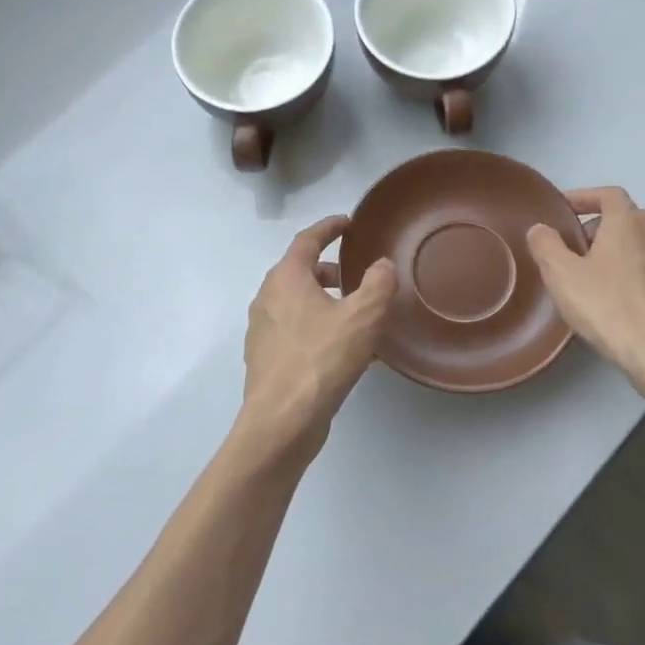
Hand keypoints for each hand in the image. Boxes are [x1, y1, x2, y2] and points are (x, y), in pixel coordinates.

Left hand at [241, 215, 395, 446]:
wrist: (282, 421)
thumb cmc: (321, 359)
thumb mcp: (363, 317)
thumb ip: (378, 284)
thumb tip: (382, 265)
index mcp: (285, 279)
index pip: (307, 240)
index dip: (329, 227)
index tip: (348, 223)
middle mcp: (267, 299)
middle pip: (298, 272)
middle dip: (327, 270)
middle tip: (355, 276)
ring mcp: (262, 331)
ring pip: (296, 304)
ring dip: (323, 302)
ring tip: (354, 317)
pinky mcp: (265, 360)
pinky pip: (295, 331)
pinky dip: (317, 328)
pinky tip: (342, 351)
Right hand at [526, 188, 644, 393]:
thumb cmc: (609, 306)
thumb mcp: (562, 274)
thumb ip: (546, 245)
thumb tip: (541, 229)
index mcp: (627, 223)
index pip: (608, 194)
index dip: (584, 197)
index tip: (563, 210)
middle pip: (625, 218)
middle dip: (597, 226)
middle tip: (572, 247)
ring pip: (638, 245)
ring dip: (614, 251)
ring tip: (589, 275)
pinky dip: (628, 273)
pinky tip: (612, 300)